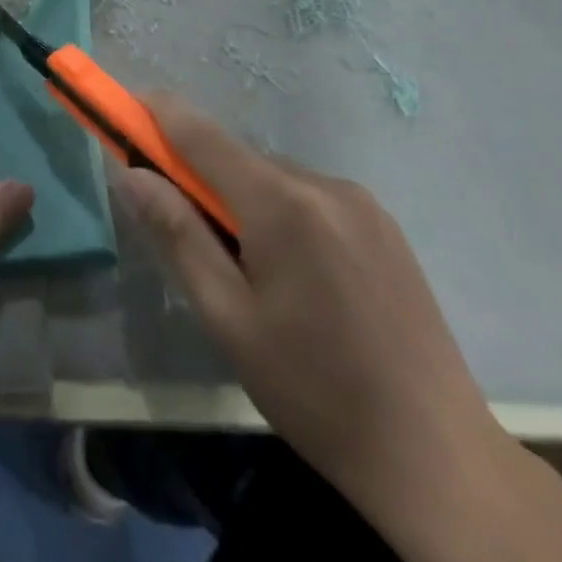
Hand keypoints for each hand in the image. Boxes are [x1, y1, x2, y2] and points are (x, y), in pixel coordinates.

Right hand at [119, 94, 561, 561]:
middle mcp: (322, 183)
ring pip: (274, 179)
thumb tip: (130, 174)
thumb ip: (177, 235)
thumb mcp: (228, 319)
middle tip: (187, 232)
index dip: (156, 113)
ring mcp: (360, 201)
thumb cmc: (315, 392)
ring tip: (253, 276)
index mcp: (281, 204)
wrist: (438, 457)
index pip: (201, 134)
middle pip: (237, 159)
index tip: (124, 104)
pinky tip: (299, 279)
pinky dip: (284, 214)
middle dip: (201, 179)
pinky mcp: (383, 223)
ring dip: (245, 202)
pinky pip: (311, 198)